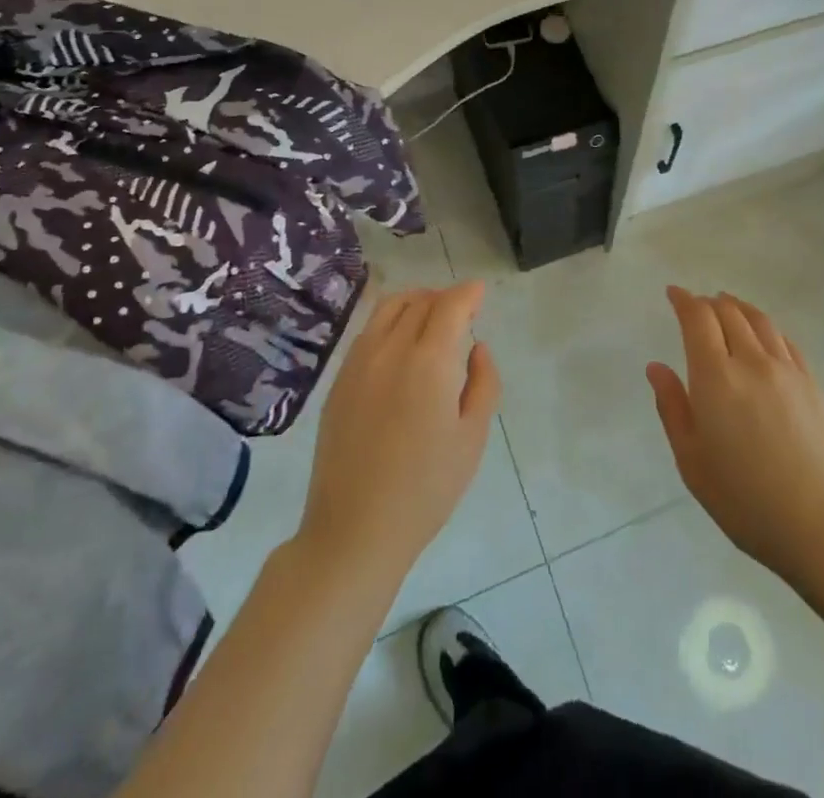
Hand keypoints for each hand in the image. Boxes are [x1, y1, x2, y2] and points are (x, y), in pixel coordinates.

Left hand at [298, 281, 500, 584]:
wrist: (355, 529)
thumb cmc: (426, 488)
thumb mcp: (473, 437)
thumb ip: (483, 383)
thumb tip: (478, 348)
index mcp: (429, 361)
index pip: (451, 305)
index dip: (469, 293)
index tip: (480, 293)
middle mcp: (391, 349)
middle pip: (420, 301)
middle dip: (445, 298)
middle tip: (462, 312)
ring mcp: (359, 362)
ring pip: (389, 308)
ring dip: (415, 302)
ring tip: (431, 318)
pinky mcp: (339, 380)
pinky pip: (368, 331)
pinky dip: (390, 322)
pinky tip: (400, 345)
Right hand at [647, 286, 823, 585]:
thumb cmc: (745, 500)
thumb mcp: (692, 461)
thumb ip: (672, 407)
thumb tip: (656, 367)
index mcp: (716, 376)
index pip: (698, 319)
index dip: (684, 300)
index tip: (673, 293)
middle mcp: (751, 361)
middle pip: (729, 313)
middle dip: (709, 303)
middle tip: (697, 305)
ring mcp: (788, 370)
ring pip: (760, 321)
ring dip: (738, 307)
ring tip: (729, 306)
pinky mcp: (814, 384)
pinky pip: (785, 341)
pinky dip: (766, 328)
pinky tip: (764, 336)